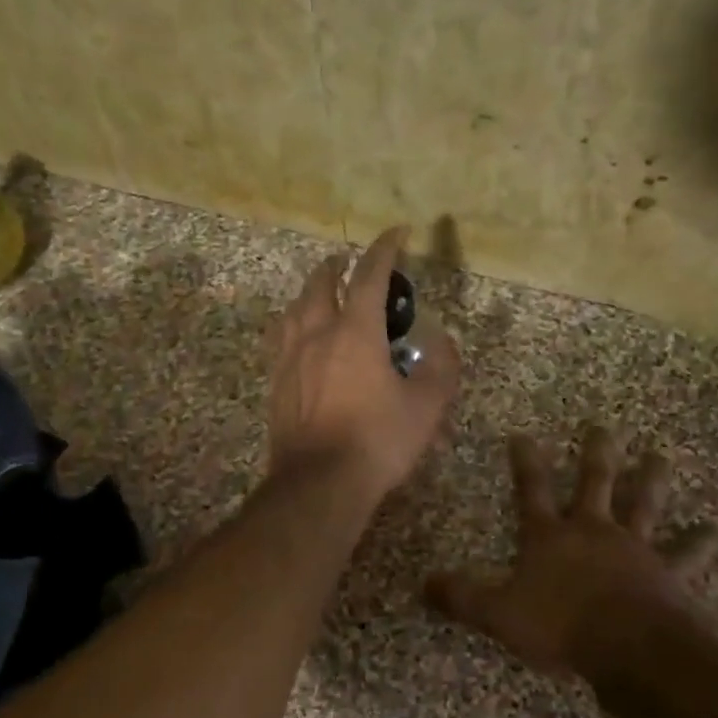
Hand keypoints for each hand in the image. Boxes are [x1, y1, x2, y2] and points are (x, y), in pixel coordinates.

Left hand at [267, 228, 459, 503]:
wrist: (319, 483)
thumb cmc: (377, 441)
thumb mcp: (426, 407)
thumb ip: (440, 368)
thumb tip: (442, 341)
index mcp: (355, 332)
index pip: (370, 276)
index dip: (385, 249)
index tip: (397, 234)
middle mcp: (316, 335)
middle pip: (321, 286)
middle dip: (336, 267)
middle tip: (346, 262)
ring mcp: (289, 360)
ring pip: (294, 311)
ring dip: (309, 294)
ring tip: (319, 295)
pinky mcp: (276, 385)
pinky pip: (280, 341)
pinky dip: (292, 327)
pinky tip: (296, 340)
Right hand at [427, 428, 717, 676]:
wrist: (628, 648)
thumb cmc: (559, 626)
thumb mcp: (497, 614)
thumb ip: (461, 597)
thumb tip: (423, 583)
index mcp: (550, 537)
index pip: (532, 491)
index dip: (526, 462)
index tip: (523, 434)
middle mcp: (593, 531)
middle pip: (594, 483)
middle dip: (596, 454)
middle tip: (602, 426)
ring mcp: (635, 549)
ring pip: (644, 505)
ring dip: (651, 480)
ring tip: (660, 455)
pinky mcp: (668, 574)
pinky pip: (685, 555)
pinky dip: (699, 543)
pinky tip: (714, 531)